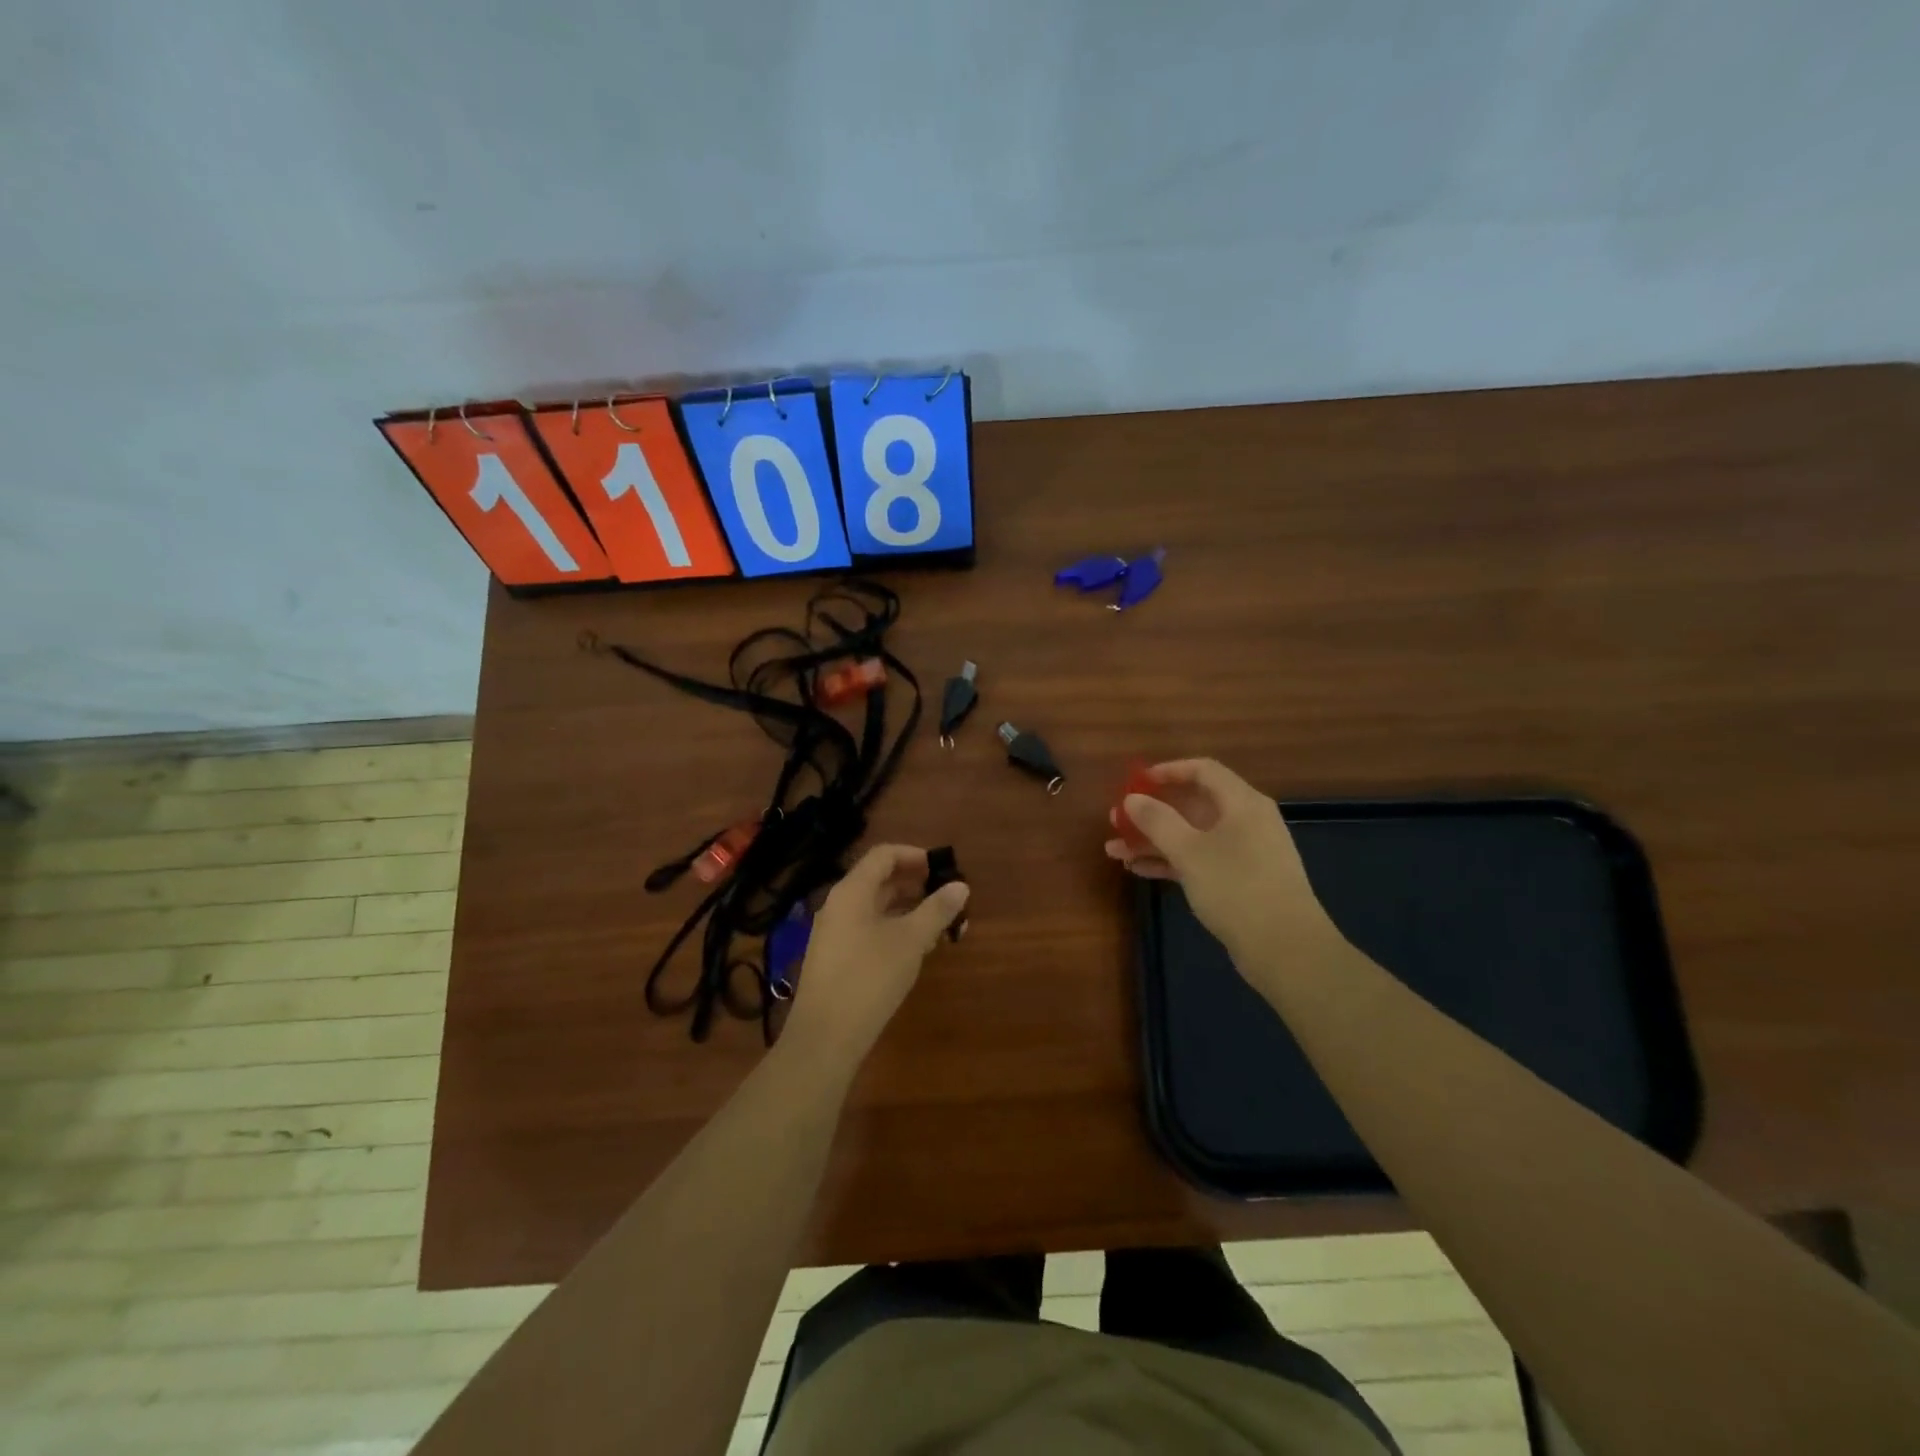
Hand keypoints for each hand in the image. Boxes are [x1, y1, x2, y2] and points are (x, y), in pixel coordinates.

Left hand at [781, 844, 969, 1066]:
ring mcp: (833, 933)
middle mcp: (838, 905)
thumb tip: (961, 885)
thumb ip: (937, 910)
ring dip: (907, 910)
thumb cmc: (870, 978)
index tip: (942, 868)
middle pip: (878, 880)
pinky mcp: (835, 958)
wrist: (825, 1037)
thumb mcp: (911, 941)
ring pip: (875, 908)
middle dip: (915, 885)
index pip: (883, 855)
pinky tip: (915, 950)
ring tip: (938, 926)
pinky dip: (893, 929)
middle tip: (946, 898)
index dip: (915, 856)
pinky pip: (867, 929)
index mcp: (852, 891)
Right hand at [1104, 758, 1342, 965]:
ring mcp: (1244, 853)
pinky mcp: (1240, 882)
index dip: (1167, 771)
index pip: (1203, 770)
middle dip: (1152, 812)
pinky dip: (1171, 862)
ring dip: (1154, 841)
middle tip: (1117, 821)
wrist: (1286, 949)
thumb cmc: (1237, 887)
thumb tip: (1132, 799)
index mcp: (1242, 803)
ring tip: (1115, 851)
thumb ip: (1157, 821)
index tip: (1135, 782)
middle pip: (1193, 805)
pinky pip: (1199, 860)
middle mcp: (1246, 821)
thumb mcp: (1189, 851)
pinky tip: (1139, 870)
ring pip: (1192, 836)